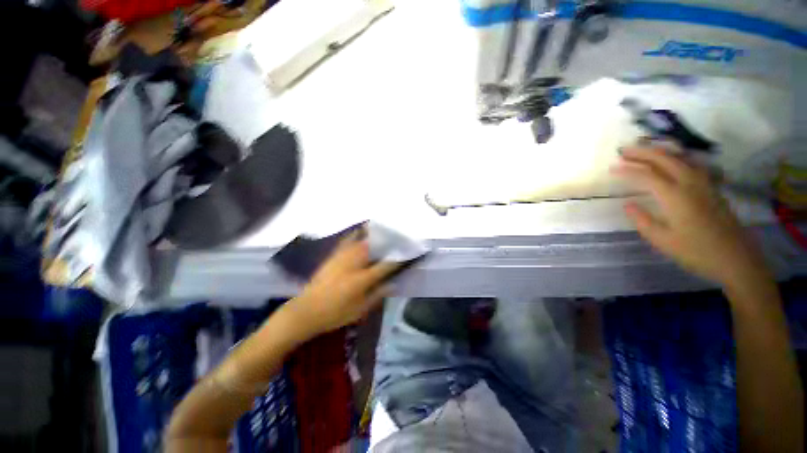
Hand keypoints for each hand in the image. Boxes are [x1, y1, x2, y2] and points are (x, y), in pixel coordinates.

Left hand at [287, 235, 398, 337]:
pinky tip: (361, 230)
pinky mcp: (333, 255)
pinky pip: (347, 240)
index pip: (386, 265)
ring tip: (384, 231)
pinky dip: (356, 233)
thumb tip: (393, 284)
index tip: (408, 254)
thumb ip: (377, 295)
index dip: (399, 259)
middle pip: (375, 247)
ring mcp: (342, 257)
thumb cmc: (335, 314)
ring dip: (375, 235)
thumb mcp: (360, 310)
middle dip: (388, 242)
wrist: (306, 310)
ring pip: (362, 240)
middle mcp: (354, 263)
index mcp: (363, 278)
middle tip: (398, 239)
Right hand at [613, 145, 769, 286]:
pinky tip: (672, 161)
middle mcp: (690, 183)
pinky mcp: (712, 188)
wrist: (736, 259)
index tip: (611, 168)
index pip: (647, 175)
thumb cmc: (696, 252)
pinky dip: (677, 158)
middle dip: (642, 152)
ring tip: (644, 150)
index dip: (627, 170)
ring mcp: (704, 184)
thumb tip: (627, 204)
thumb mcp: (662, 240)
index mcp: (675, 196)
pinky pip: (692, 164)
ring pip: (681, 158)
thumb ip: (642, 220)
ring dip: (660, 151)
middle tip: (624, 151)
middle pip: (665, 159)